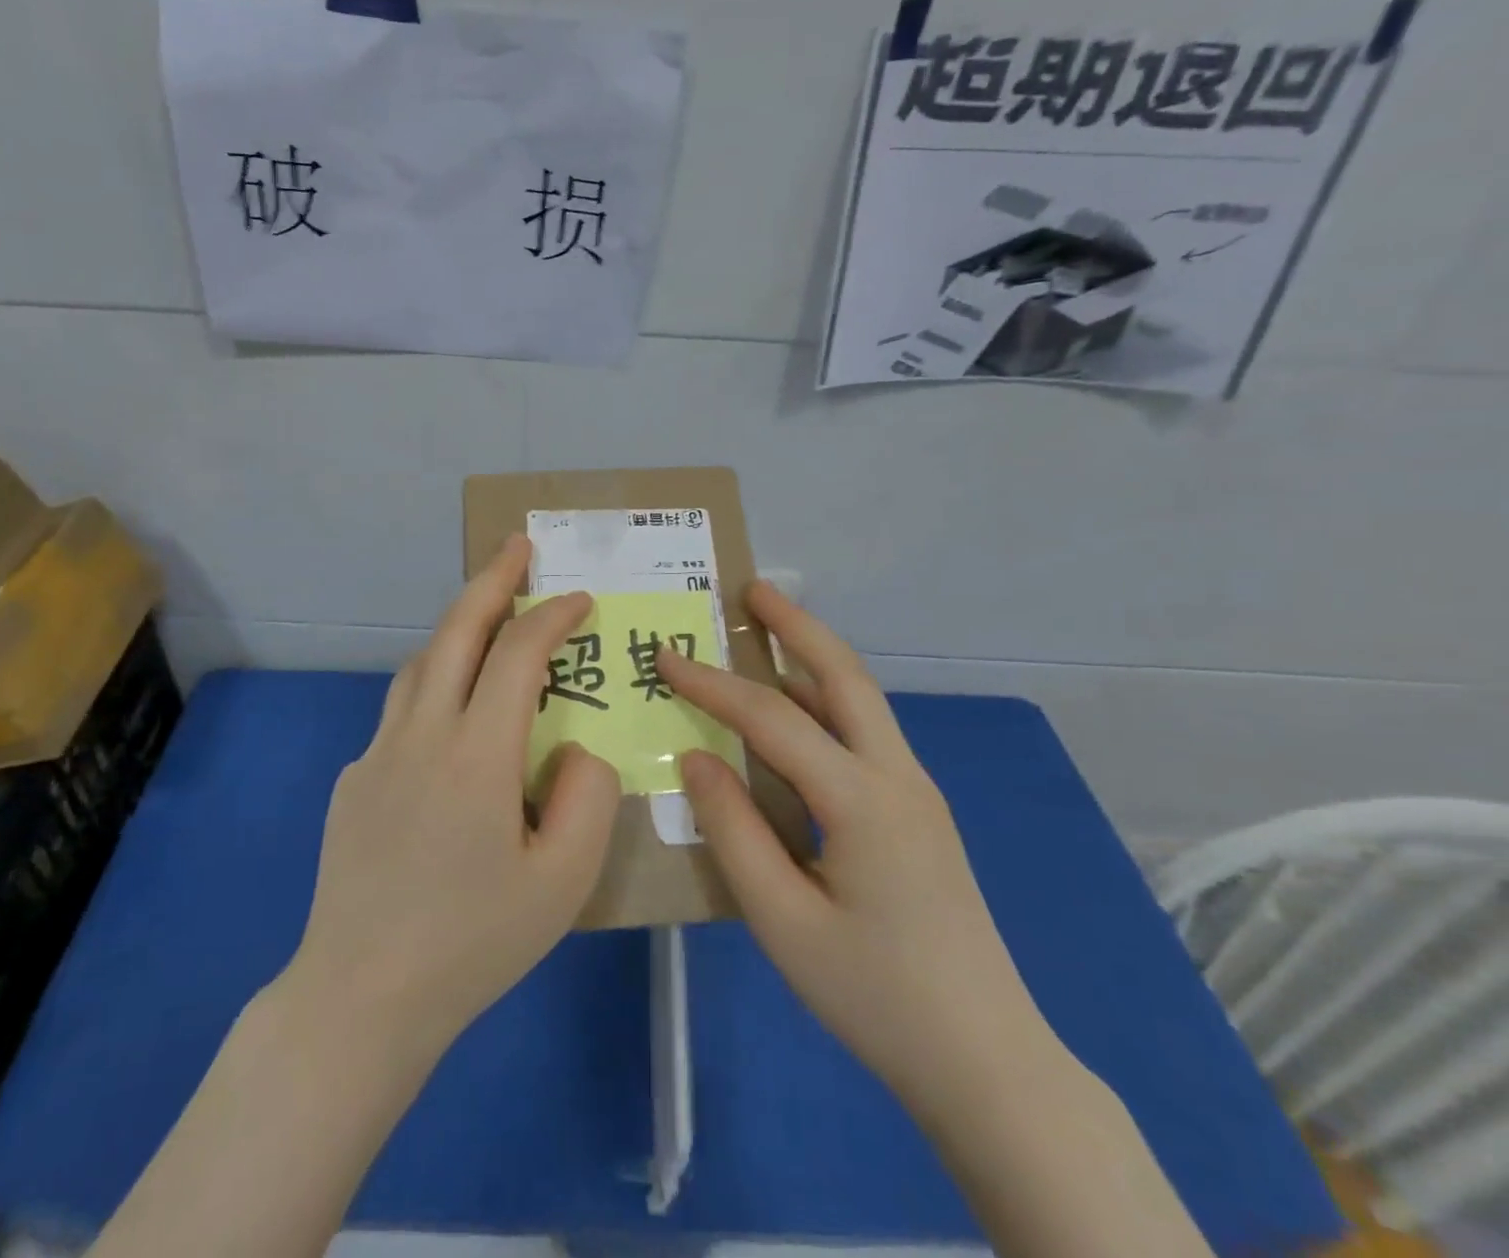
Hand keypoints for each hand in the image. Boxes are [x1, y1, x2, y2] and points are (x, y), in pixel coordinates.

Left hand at [282, 533, 621, 1060]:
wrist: (360, 995)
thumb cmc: (472, 942)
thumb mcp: (562, 882)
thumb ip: (587, 798)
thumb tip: (575, 750)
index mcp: (475, 753)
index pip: (517, 655)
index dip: (552, 616)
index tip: (580, 599)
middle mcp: (420, 734)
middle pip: (455, 631)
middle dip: (492, 580)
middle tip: (518, 547)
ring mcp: (377, 753)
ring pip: (420, 664)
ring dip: (458, 629)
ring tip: (490, 624)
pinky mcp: (353, 779)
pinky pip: (401, 712)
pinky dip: (435, 688)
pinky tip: (452, 727)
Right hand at [657, 583, 1045, 1098]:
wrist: (987, 1062)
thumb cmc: (875, 996)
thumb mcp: (782, 921)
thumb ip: (733, 830)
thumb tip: (695, 755)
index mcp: (862, 799)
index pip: (772, 717)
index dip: (712, 683)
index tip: (665, 656)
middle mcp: (897, 777)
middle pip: (845, 676)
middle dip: (797, 625)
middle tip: (752, 590)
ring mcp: (916, 792)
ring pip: (860, 701)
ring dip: (812, 659)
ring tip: (765, 633)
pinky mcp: (918, 814)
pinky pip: (864, 736)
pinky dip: (824, 703)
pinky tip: (793, 717)